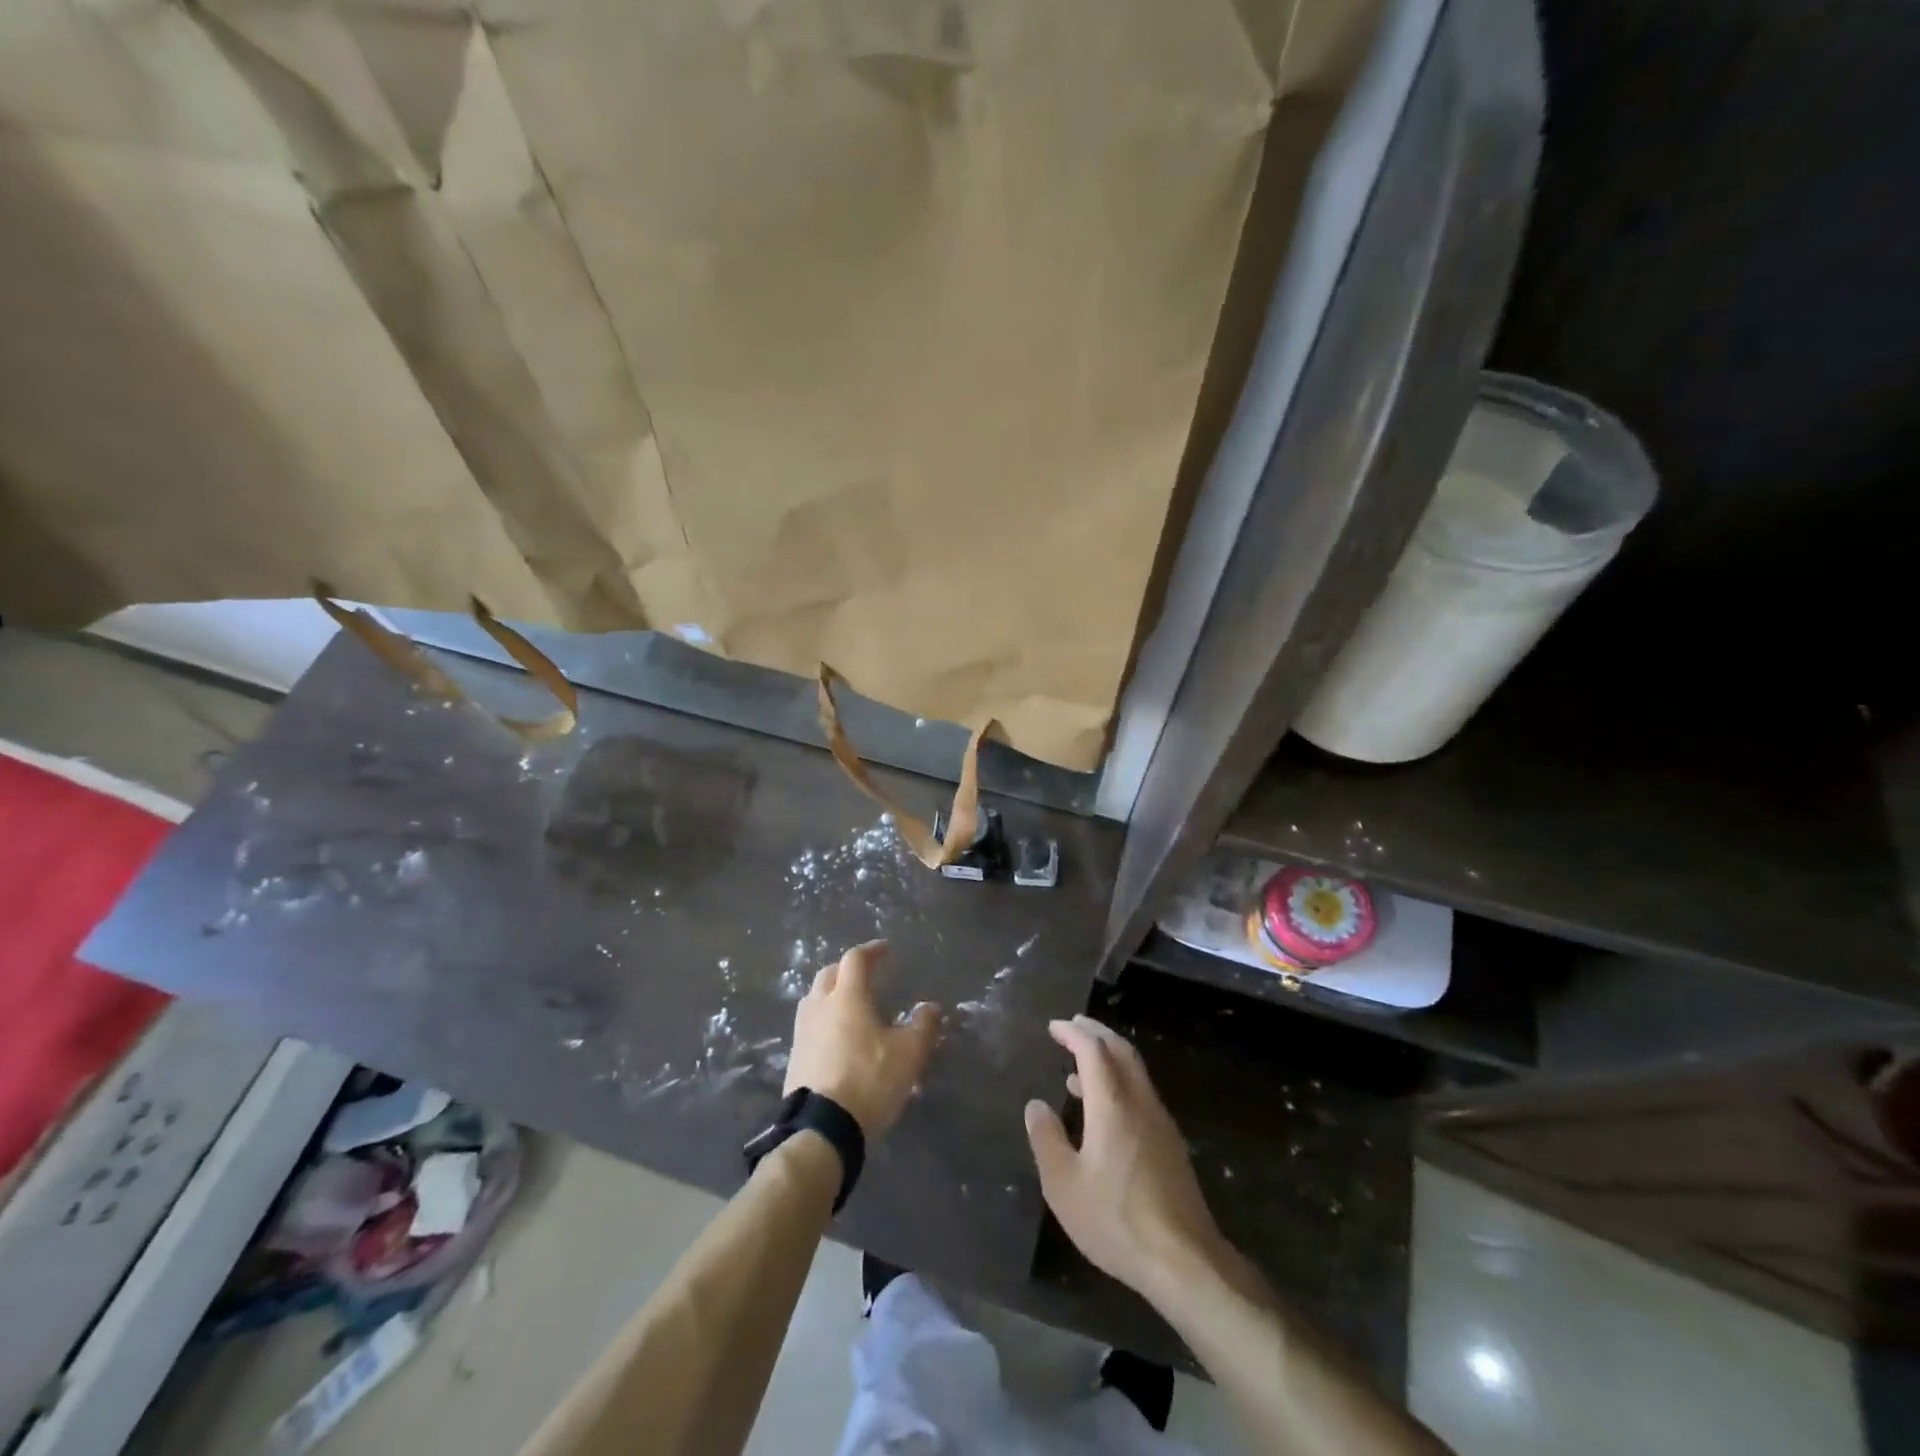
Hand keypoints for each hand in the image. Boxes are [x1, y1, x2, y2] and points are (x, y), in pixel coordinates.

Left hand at [786, 941, 940, 1138]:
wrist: (821, 1128)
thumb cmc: (869, 1080)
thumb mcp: (909, 1054)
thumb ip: (923, 1026)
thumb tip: (931, 1007)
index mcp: (847, 997)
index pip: (855, 960)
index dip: (871, 951)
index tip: (885, 950)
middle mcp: (820, 1006)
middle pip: (828, 974)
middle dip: (846, 969)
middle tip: (865, 974)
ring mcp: (802, 1032)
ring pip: (814, 999)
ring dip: (830, 993)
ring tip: (848, 1004)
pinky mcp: (794, 1058)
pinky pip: (809, 1025)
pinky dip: (823, 1020)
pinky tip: (835, 1037)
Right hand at [1025, 1014, 1224, 1301]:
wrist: (1184, 1261)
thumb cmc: (1115, 1219)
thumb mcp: (1064, 1184)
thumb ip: (1046, 1139)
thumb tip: (1036, 1105)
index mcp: (1112, 1104)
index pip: (1093, 1050)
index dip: (1073, 1033)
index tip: (1054, 1026)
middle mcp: (1140, 1102)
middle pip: (1120, 1051)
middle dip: (1096, 1033)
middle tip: (1073, 1026)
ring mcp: (1161, 1122)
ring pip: (1135, 1072)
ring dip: (1109, 1058)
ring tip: (1079, 1069)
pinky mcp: (1171, 1145)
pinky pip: (1142, 1093)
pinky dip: (1120, 1082)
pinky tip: (1105, 1110)